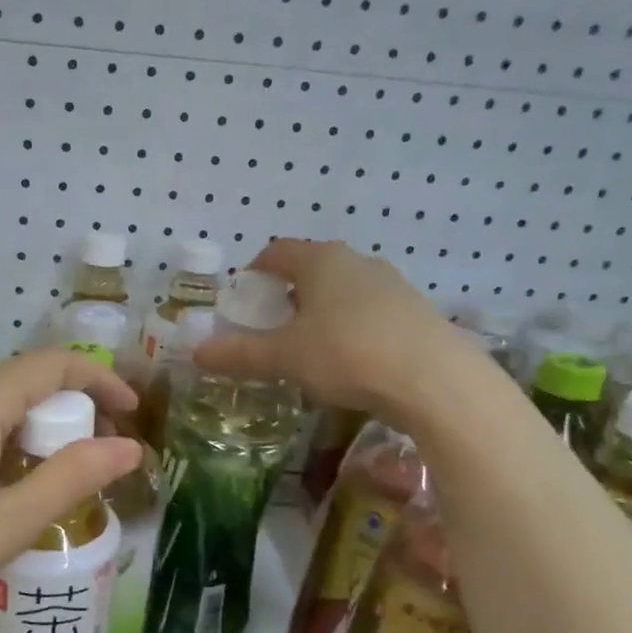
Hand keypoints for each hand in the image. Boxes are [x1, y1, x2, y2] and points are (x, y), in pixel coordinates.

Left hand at [0, 351, 142, 632]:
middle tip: (91, 466)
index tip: (131, 412)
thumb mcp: (9, 523)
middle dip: (65, 415)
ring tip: (45, 486)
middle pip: (18, 384)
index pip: (52, 365)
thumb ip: (73, 477)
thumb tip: (129, 447)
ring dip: (26, 433)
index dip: (100, 379)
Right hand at [193, 238, 485, 417]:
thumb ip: (238, 354)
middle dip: (286, 296)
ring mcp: (392, 285)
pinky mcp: (416, 312)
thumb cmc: (347, 354)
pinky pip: (369, 313)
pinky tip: (349, 363)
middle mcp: (357, 262)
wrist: (435, 380)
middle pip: (311, 269)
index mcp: (321, 260)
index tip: (242, 300)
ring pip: (342, 292)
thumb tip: (195, 351)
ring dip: (320, 313)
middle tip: (270, 330)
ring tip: (307, 350)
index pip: (276, 252)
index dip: (253, 272)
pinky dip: (349, 329)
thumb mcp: (284, 357)